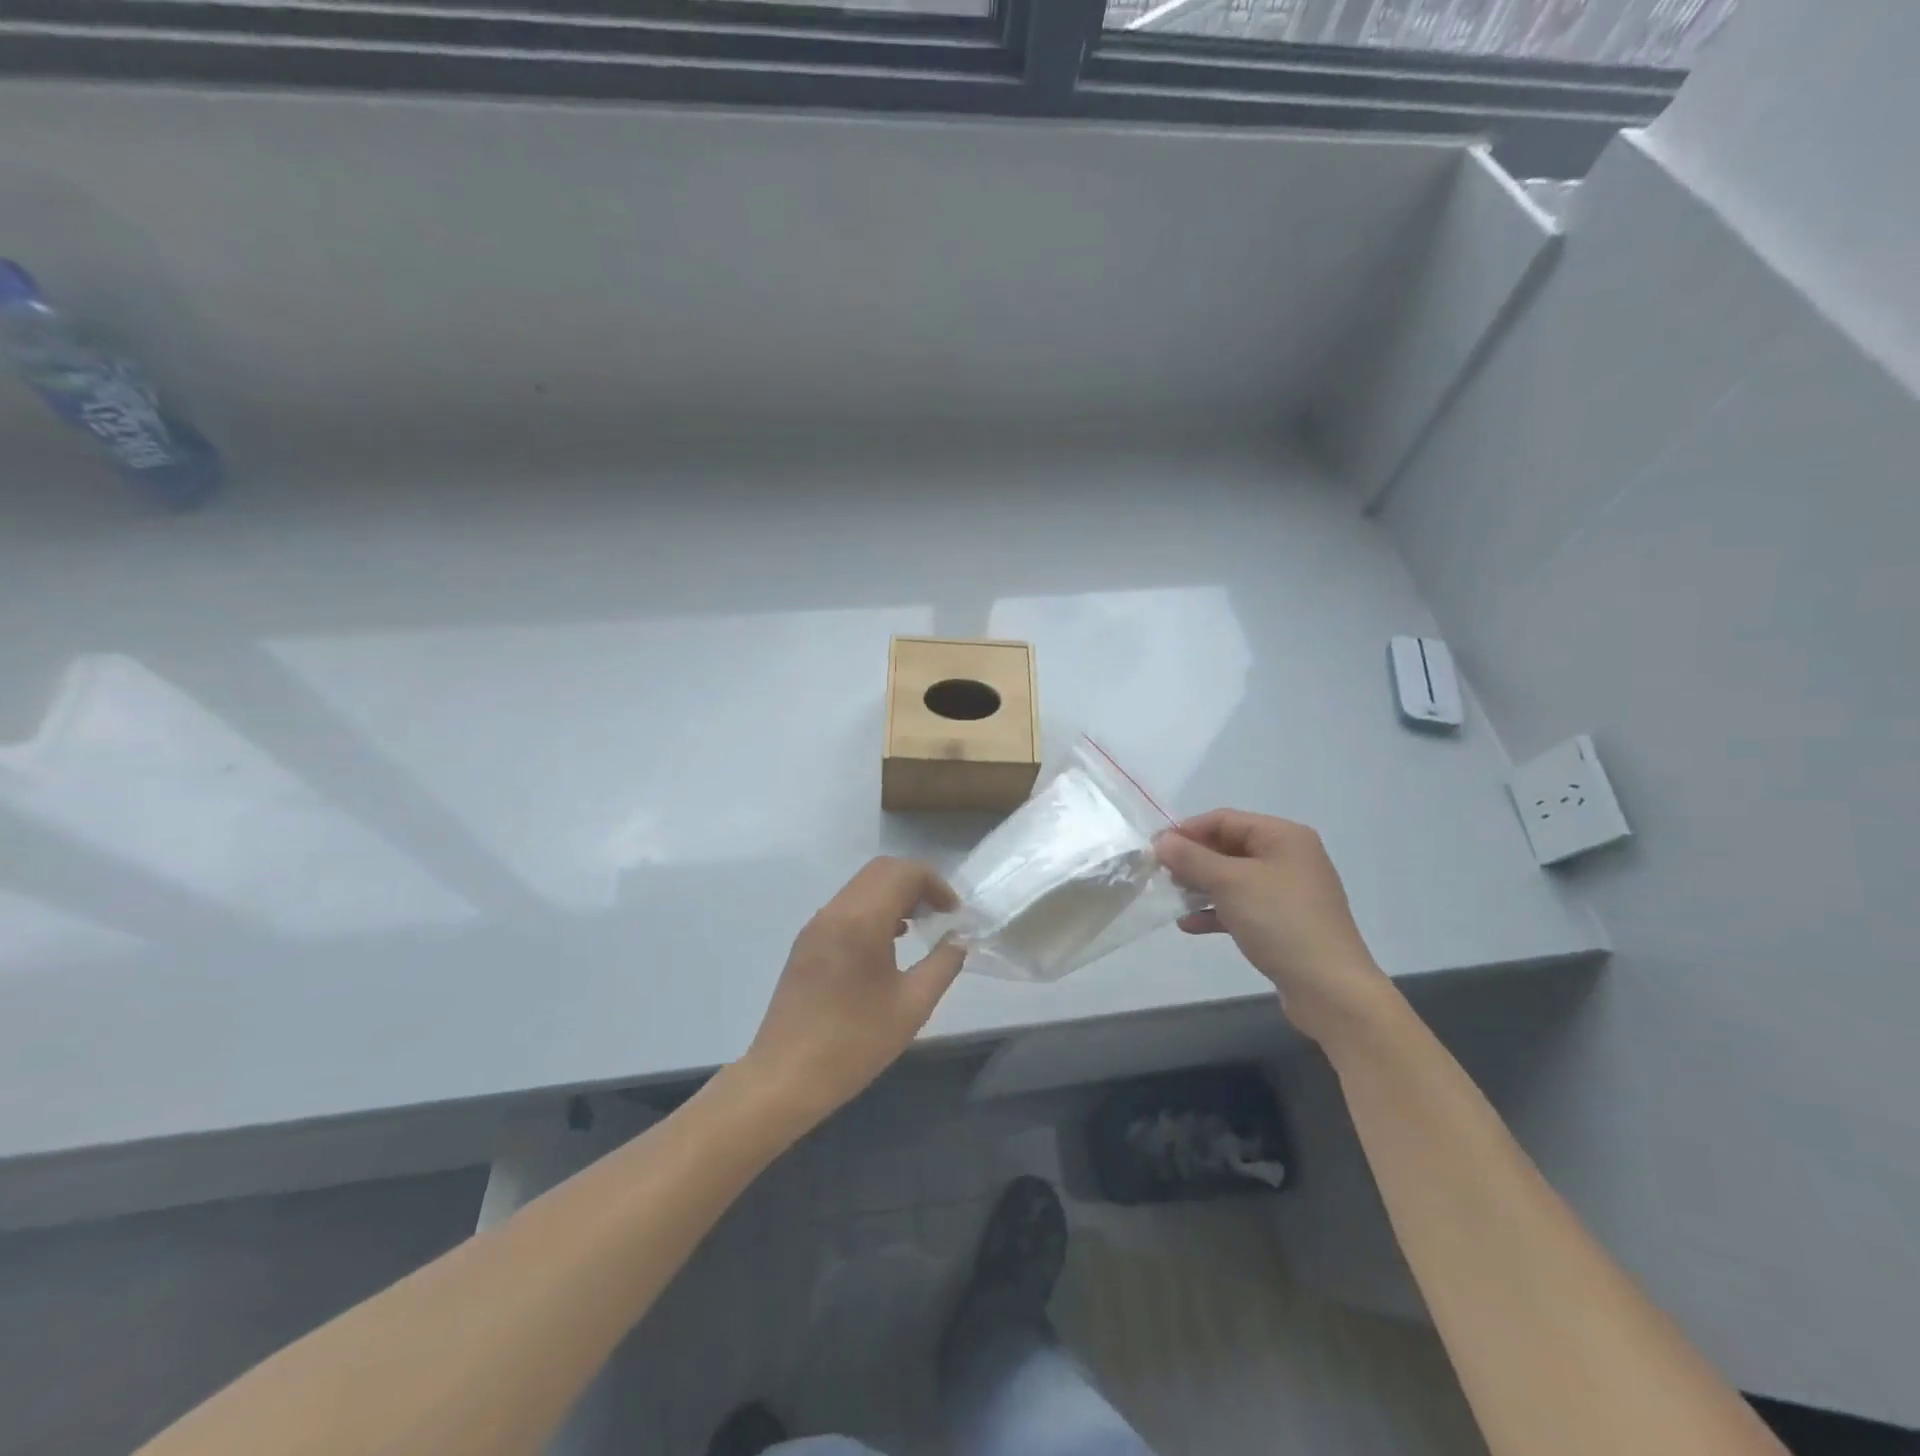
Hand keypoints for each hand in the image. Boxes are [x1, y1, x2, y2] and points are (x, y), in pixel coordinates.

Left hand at [744, 857, 966, 1125]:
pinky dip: (872, 909)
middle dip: (915, 883)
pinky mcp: (806, 942)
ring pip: (861, 886)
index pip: (904, 872)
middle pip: (881, 871)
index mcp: (862, 921)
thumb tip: (959, 939)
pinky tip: (886, 945)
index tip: (954, 913)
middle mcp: (835, 911)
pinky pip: (845, 907)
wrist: (785, 1077)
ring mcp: (816, 925)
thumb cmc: (854, 1043)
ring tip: (918, 928)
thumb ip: (943, 964)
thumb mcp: (912, 1006)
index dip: (936, 883)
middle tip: (939, 914)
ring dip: (893, 894)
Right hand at [1155, 810, 1392, 1046]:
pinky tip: (1189, 925)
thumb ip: (1191, 857)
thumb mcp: (1229, 882)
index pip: (1224, 820)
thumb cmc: (1280, 921)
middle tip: (1161, 876)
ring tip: (1172, 899)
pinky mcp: (1285, 922)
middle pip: (1228, 847)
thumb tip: (1161, 841)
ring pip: (1233, 878)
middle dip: (1193, 860)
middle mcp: (1289, 857)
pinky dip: (1216, 911)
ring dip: (1200, 886)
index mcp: (1283, 836)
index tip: (1155, 850)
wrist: (1330, 988)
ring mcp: (1288, 891)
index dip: (1187, 831)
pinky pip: (1242, 906)